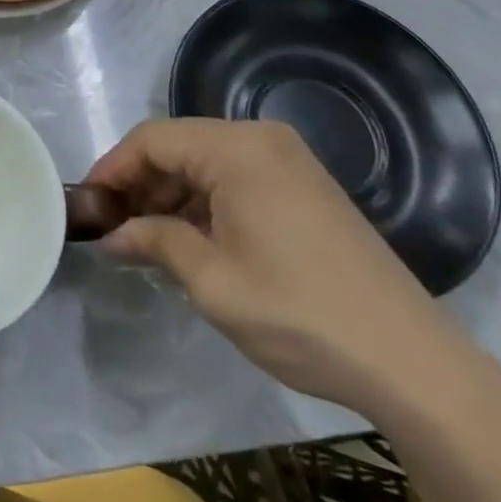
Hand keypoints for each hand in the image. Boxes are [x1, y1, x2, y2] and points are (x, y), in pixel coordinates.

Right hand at [84, 119, 470, 416]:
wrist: (414, 363)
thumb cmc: (299, 313)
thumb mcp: (213, 282)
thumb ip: (154, 243)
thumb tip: (112, 236)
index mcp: (236, 148)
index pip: (152, 139)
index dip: (113, 169)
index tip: (87, 205)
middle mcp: (261, 138)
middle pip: (179, 146)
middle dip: (141, 183)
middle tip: (115, 227)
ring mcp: (289, 161)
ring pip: (206, 161)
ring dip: (172, 195)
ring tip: (148, 240)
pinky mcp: (306, 186)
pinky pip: (237, 177)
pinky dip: (206, 201)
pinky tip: (193, 240)